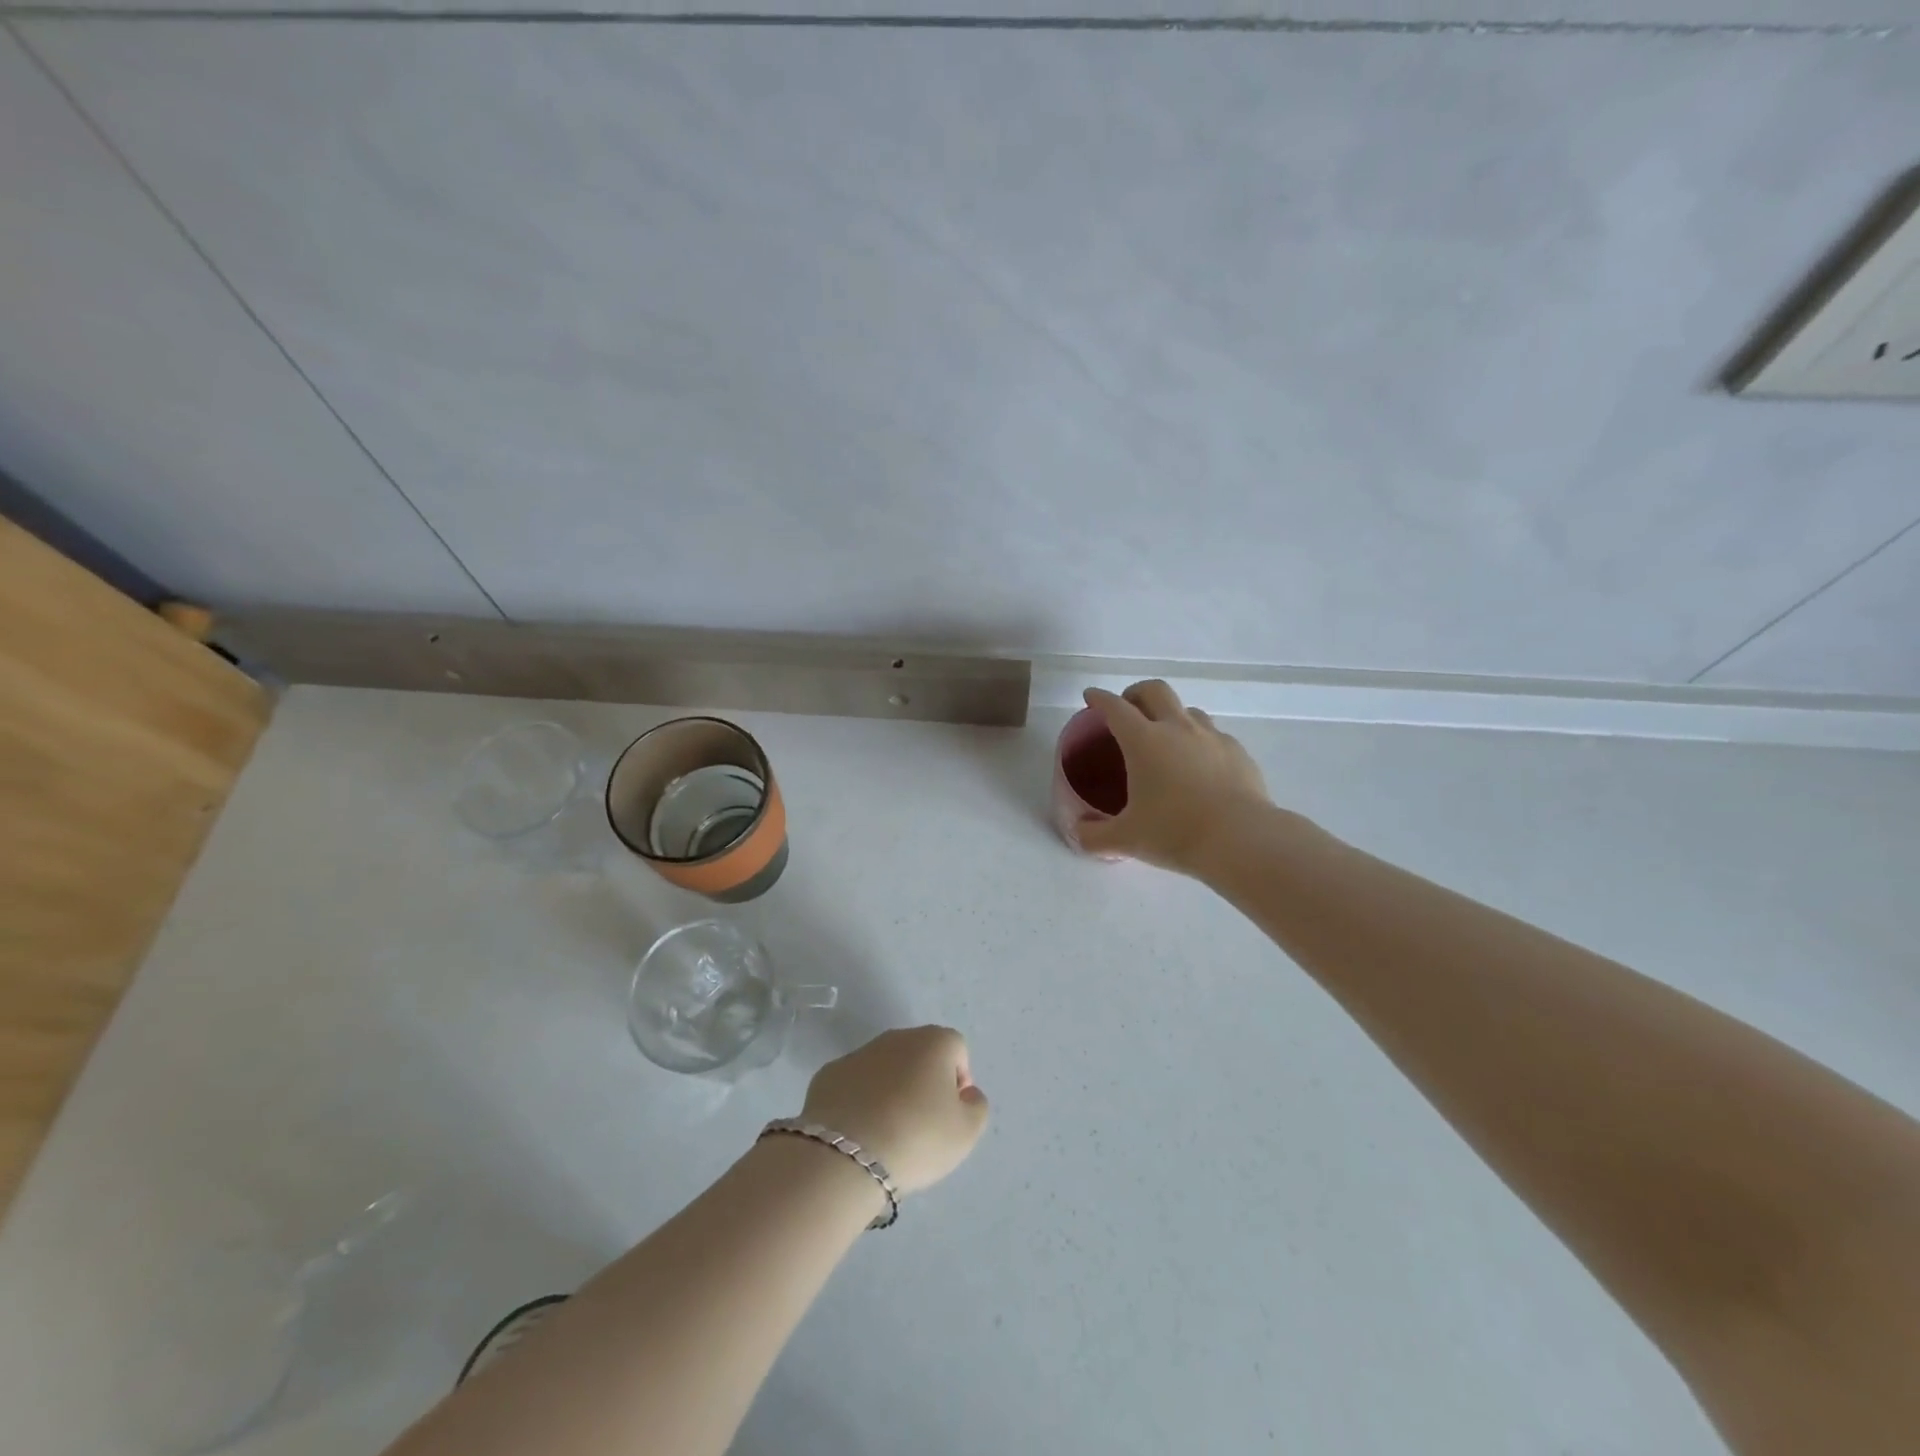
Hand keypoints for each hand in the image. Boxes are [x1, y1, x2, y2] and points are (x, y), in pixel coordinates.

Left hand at [800, 1027, 988, 1196]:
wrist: (845, 1155)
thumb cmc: (917, 1138)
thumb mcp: (966, 1132)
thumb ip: (976, 1106)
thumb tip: (965, 1093)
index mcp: (934, 1042)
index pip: (956, 1050)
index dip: (959, 1081)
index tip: (950, 1114)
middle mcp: (896, 1037)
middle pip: (919, 1054)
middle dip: (923, 1082)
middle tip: (922, 1124)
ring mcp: (859, 1053)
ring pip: (885, 1067)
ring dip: (890, 1090)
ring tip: (888, 1132)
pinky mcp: (828, 1074)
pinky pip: (854, 1084)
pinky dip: (860, 1100)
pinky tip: (859, 1132)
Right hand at [1076, 680, 1272, 874]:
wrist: (1241, 840)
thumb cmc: (1175, 832)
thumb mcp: (1126, 839)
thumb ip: (1094, 835)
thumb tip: (1079, 832)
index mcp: (1144, 741)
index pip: (1115, 708)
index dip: (1100, 699)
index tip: (1091, 697)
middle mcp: (1178, 729)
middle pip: (1155, 691)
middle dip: (1137, 693)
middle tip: (1128, 708)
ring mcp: (1212, 737)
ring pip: (1188, 710)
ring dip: (1172, 716)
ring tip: (1166, 739)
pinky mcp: (1238, 752)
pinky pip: (1214, 736)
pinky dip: (1200, 741)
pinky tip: (1200, 766)